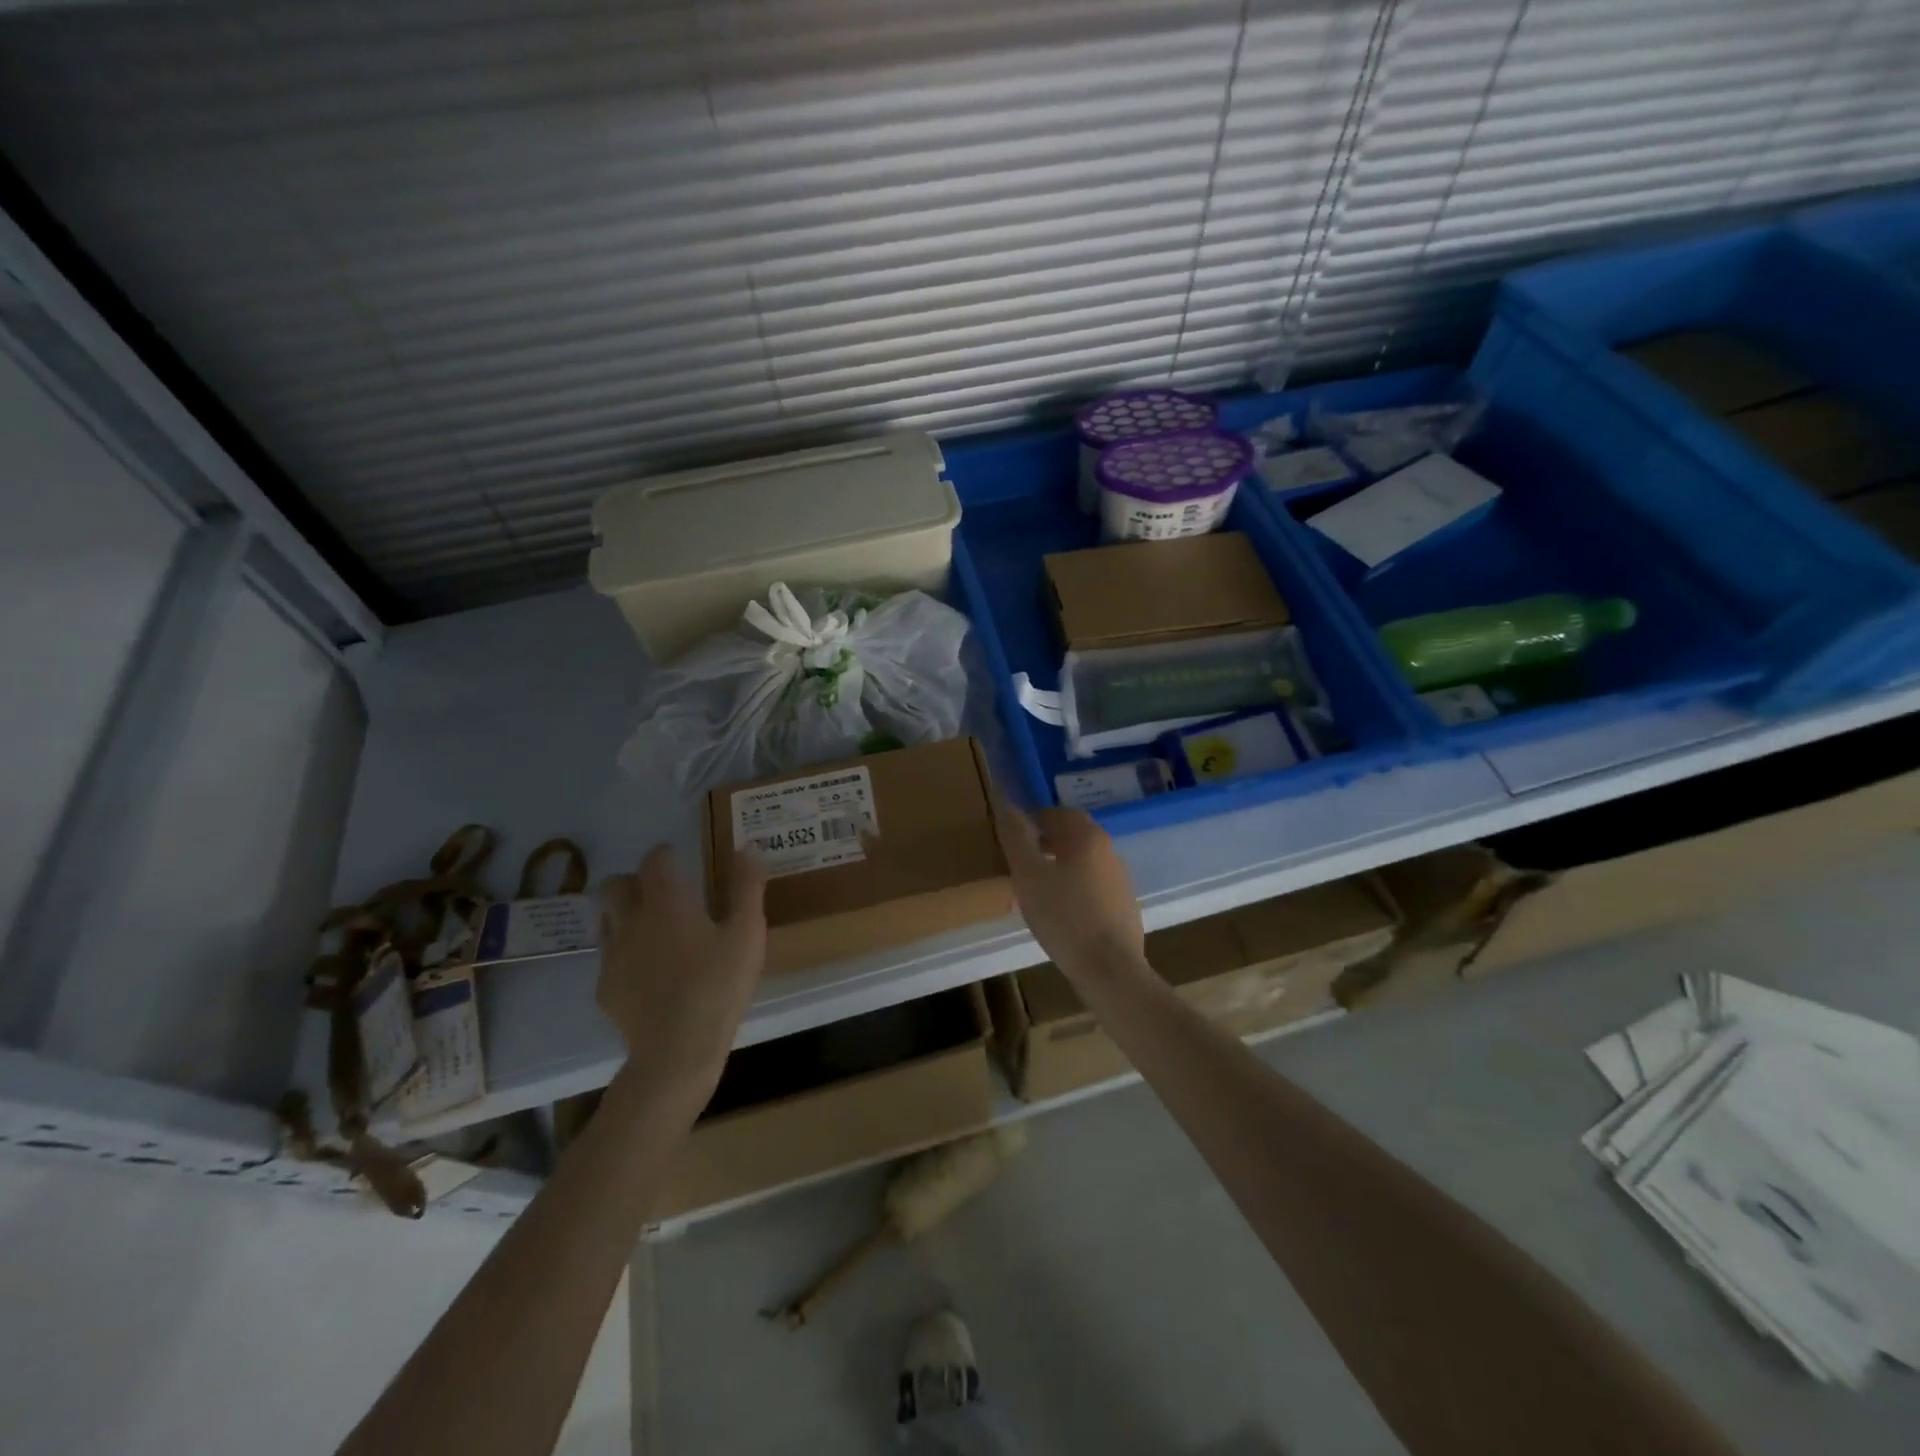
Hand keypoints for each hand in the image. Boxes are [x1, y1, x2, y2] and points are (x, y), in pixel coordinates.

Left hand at [597, 845, 766, 1100]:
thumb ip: (746, 888)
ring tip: (655, 932)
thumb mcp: (747, 934)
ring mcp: (612, 956)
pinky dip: (625, 956)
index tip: (681, 861)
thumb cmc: (718, 985)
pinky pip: (609, 959)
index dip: (666, 855)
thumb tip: (747, 847)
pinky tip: (648, 975)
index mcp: (667, 902)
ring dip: (626, 916)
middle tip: (664, 895)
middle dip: (635, 882)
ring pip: (607, 920)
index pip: (654, 860)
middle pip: (616, 885)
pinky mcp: (605, 989)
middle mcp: (631, 921)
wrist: (676, 1051)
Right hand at [993, 798, 1145, 983]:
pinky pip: (1095, 886)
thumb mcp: (1028, 875)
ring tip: (1038, 889)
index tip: (1015, 836)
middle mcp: (1109, 850)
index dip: (1035, 820)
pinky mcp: (1125, 906)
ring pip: (1085, 862)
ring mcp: (1121, 879)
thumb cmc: (1063, 917)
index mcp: (1087, 837)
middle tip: (1024, 860)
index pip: (1059, 813)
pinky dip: (1076, 889)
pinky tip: (1062, 913)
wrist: (1110, 969)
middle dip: (1048, 841)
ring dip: (1062, 866)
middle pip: (1075, 836)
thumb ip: (1016, 837)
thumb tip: (1006, 804)